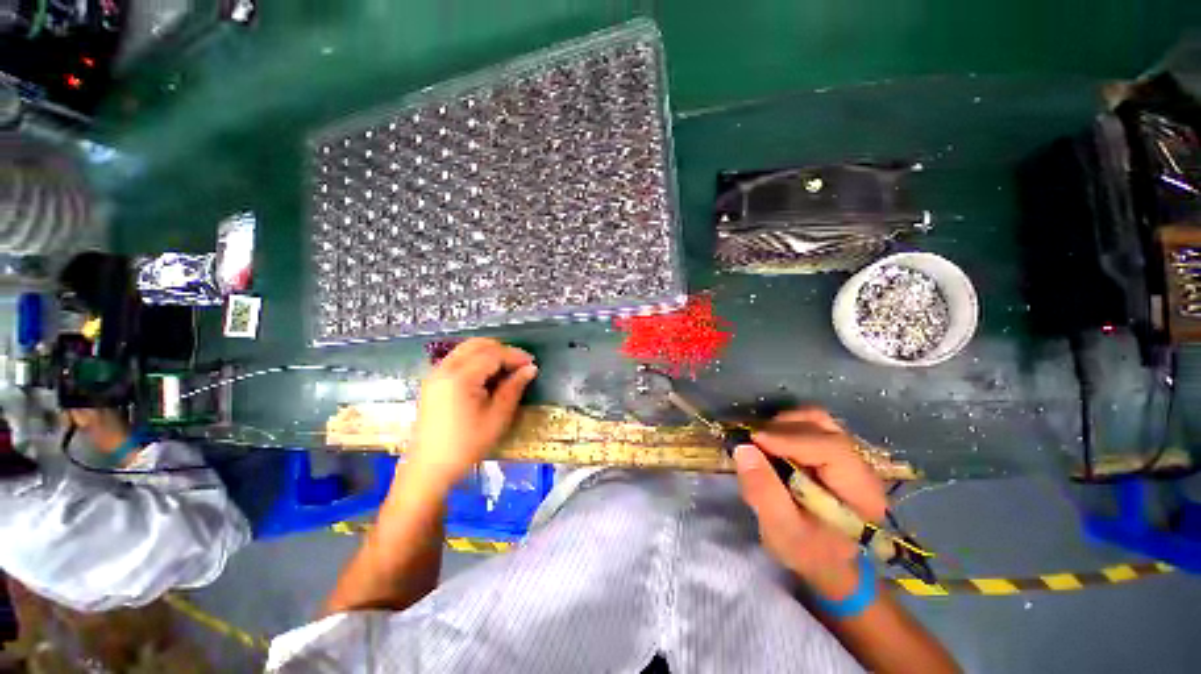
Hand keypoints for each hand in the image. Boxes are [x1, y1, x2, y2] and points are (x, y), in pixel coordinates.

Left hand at [408, 338, 537, 491]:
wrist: (429, 468)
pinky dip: (476, 360)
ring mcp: (435, 374)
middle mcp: (444, 369)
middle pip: (477, 345)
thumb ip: (514, 387)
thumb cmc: (467, 444)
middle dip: (502, 349)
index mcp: (460, 377)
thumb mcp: (498, 417)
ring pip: (466, 349)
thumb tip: (531, 368)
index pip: (492, 354)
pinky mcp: (433, 382)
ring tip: (506, 368)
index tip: (532, 363)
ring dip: (488, 353)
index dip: (515, 355)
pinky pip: (457, 359)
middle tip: (520, 364)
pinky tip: (487, 375)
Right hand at [733, 407, 887, 599]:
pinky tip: (773, 443)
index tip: (753, 440)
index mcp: (859, 490)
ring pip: (818, 421)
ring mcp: (849, 457)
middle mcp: (861, 466)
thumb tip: (743, 449)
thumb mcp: (781, 530)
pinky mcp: (835, 454)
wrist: (828, 564)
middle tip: (753, 441)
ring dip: (785, 424)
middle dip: (784, 428)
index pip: (830, 448)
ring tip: (762, 441)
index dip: (789, 439)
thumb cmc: (808, 551)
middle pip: (824, 427)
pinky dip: (788, 427)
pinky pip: (812, 427)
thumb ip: (763, 491)